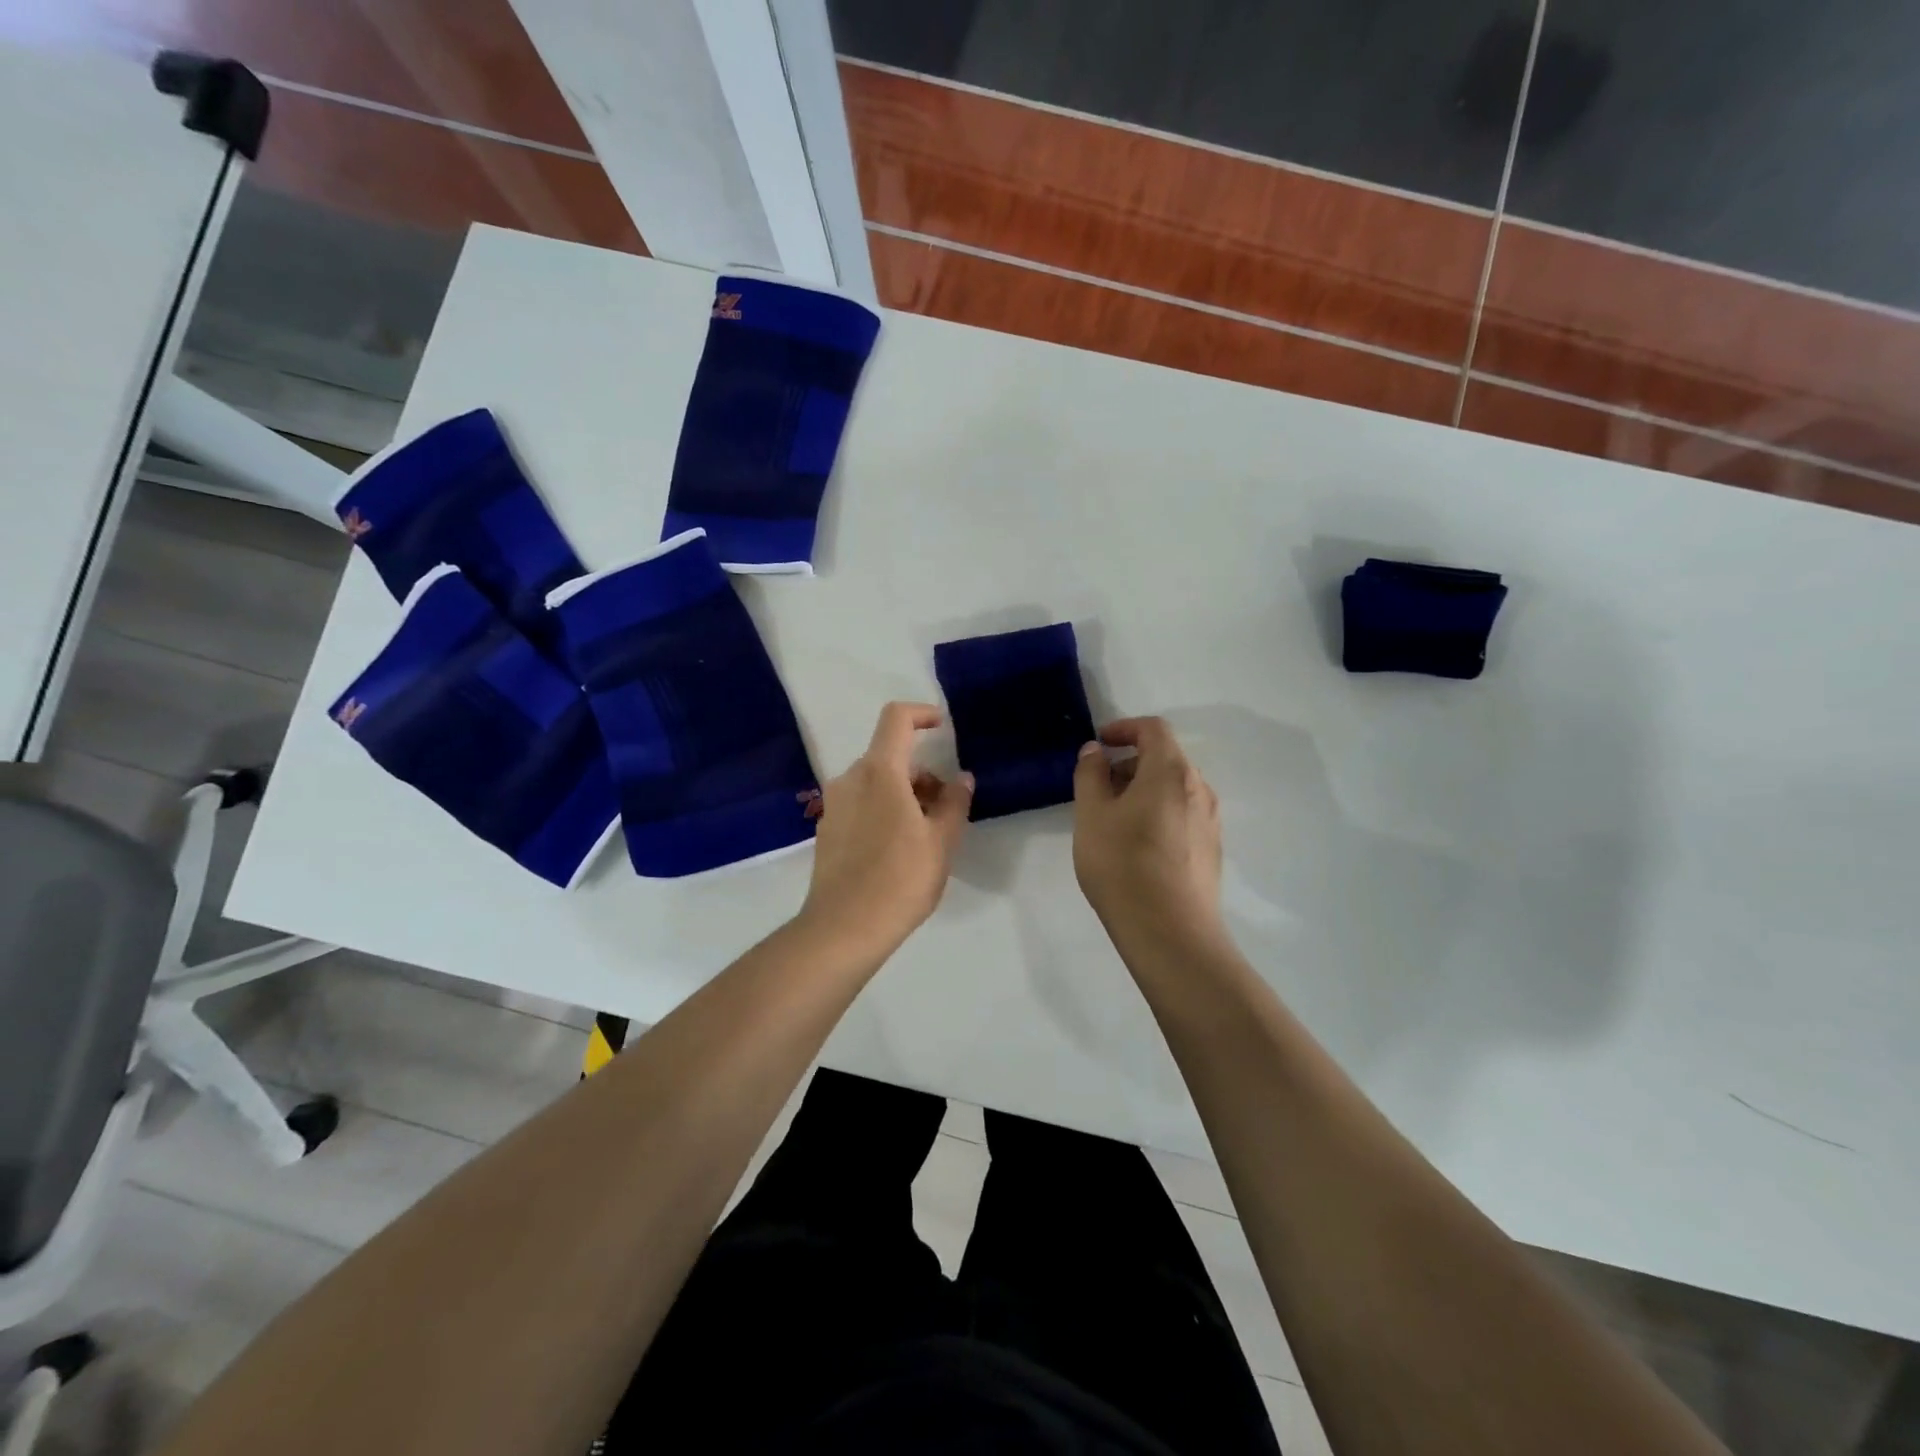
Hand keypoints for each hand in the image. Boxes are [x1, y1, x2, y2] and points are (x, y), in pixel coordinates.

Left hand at [798, 702, 973, 964]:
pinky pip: (860, 803)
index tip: (943, 728)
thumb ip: (954, 802)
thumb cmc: (900, 879)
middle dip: (921, 772)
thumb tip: (960, 778)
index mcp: (879, 772)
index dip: (922, 714)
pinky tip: (898, 848)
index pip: (896, 718)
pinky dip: (883, 809)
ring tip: (926, 833)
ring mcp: (834, 805)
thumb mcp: (941, 841)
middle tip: (945, 806)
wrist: (843, 928)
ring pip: (875, 781)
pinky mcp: (827, 829)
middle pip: (889, 755)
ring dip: (903, 793)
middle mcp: (850, 779)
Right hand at [1072, 717, 1224, 952]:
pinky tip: (1137, 845)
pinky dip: (1158, 812)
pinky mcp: (1211, 849)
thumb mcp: (1092, 815)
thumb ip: (1090, 775)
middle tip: (1098, 787)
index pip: (1153, 729)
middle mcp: (1199, 788)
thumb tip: (1096, 751)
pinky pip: (1183, 814)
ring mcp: (1210, 820)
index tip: (1100, 744)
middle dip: (1130, 763)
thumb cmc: (1123, 865)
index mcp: (1171, 771)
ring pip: (1174, 788)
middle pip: (1165, 758)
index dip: (1125, 728)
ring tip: (1113, 819)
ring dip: (1143, 789)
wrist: (1171, 933)